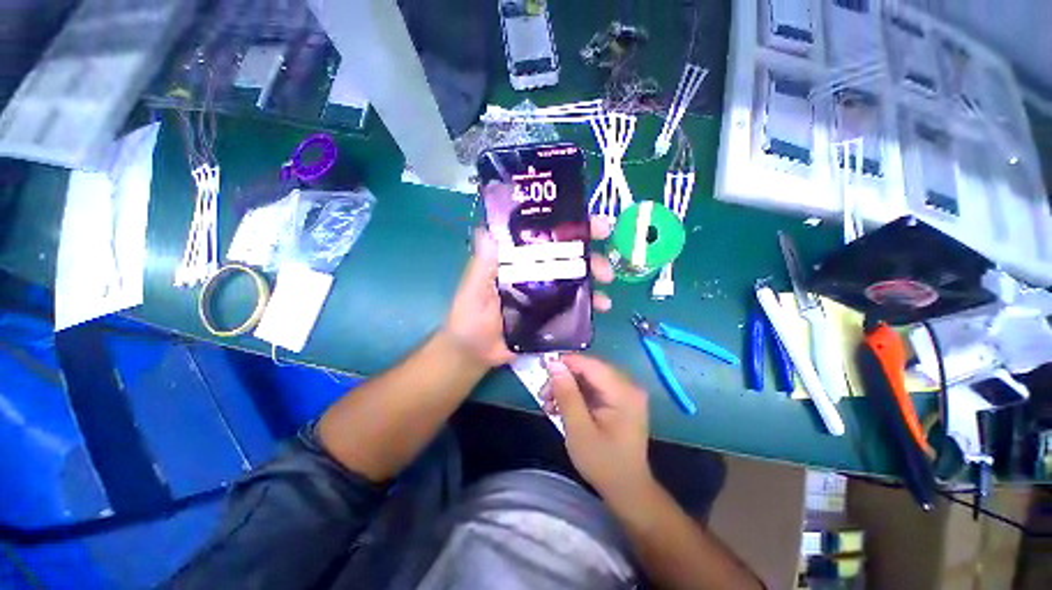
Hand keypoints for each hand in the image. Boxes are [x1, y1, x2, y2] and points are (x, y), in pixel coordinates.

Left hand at [443, 218, 614, 369]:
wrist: (475, 353)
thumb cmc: (470, 317)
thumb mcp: (473, 290)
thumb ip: (481, 266)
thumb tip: (488, 231)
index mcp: (516, 259)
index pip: (544, 235)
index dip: (569, 226)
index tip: (595, 225)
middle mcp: (534, 270)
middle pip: (566, 255)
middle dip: (590, 256)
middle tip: (605, 268)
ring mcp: (545, 292)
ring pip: (575, 278)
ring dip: (594, 279)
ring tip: (606, 290)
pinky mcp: (551, 312)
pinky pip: (574, 304)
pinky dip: (590, 303)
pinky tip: (601, 308)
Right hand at [546, 355, 652, 500]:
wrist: (627, 490)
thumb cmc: (603, 463)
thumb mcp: (579, 430)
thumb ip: (567, 395)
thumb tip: (554, 364)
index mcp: (623, 392)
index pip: (591, 364)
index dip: (565, 363)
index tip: (542, 369)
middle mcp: (628, 386)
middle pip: (590, 369)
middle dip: (564, 378)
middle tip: (543, 393)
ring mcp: (625, 393)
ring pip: (589, 378)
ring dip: (567, 387)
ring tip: (548, 403)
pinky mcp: (620, 400)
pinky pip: (594, 388)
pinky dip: (576, 395)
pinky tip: (560, 407)